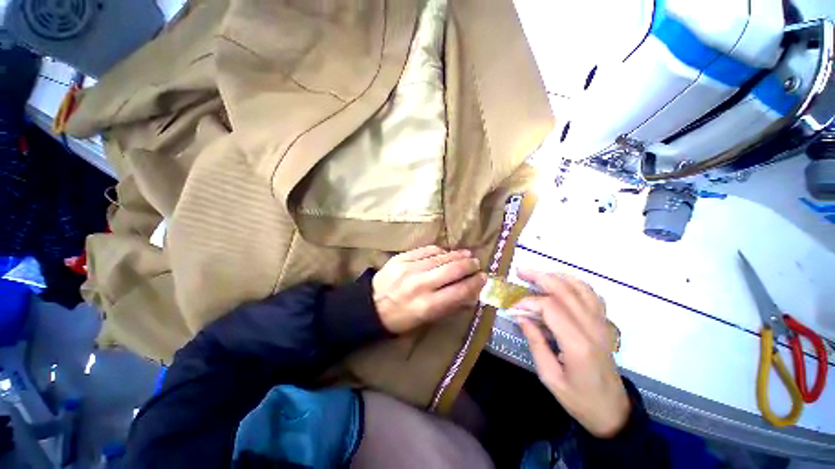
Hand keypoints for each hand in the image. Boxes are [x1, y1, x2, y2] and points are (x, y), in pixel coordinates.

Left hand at [372, 246, 486, 333]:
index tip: (483, 278)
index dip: (475, 283)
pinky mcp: (401, 258)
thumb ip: (447, 305)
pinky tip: (445, 252)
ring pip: (441, 257)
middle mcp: (421, 285)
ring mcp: (410, 268)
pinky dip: (439, 251)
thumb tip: (468, 292)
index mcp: (428, 306)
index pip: (459, 291)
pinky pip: (426, 250)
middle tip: (476, 263)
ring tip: (466, 254)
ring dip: (457, 255)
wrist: (369, 306)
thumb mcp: (425, 321)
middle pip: (452, 270)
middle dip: (469, 265)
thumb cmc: (400, 319)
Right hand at [514, 269, 629, 437]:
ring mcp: (602, 323)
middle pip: (565, 290)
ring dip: (557, 276)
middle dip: (540, 277)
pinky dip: (575, 283)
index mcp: (578, 345)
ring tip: (538, 275)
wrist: (613, 410)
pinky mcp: (604, 323)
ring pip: (581, 287)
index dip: (528, 302)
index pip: (550, 307)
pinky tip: (561, 285)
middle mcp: (592, 328)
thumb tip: (521, 317)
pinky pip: (592, 294)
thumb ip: (535, 343)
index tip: (513, 308)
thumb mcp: (550, 377)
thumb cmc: (579, 398)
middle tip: (520, 272)